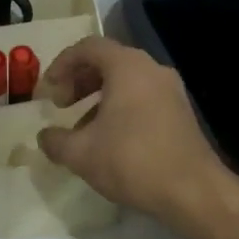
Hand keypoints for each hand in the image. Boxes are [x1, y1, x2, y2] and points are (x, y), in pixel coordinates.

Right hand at [35, 37, 237, 226]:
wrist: (193, 191)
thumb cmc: (132, 161)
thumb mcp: (80, 154)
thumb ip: (55, 140)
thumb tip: (44, 136)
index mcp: (127, 67)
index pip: (87, 47)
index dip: (60, 65)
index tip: (46, 92)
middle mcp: (151, 69)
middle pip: (108, 61)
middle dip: (78, 80)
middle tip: (61, 106)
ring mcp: (171, 90)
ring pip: (126, 80)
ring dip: (98, 97)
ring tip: (81, 128)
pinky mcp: (180, 112)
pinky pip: (142, 97)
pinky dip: (119, 107)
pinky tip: (109, 140)